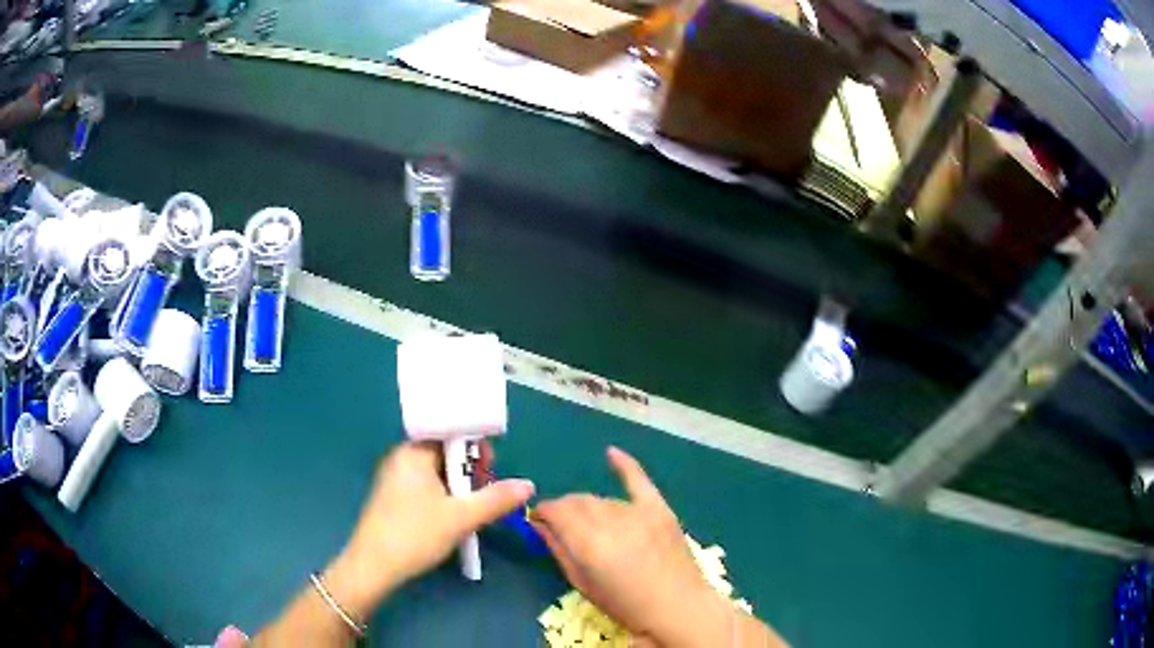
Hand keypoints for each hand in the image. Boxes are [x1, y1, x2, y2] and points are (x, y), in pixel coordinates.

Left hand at [324, 442, 534, 620]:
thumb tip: (529, 485)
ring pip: (436, 473)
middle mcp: (401, 458)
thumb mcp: (461, 518)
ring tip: (472, 509)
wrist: (373, 567)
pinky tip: (451, 517)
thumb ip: (496, 499)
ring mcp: (394, 478)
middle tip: (485, 493)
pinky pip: (425, 486)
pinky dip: (443, 496)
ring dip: (458, 487)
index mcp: (414, 452)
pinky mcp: (393, 498)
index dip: (475, 448)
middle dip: (469, 471)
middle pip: (444, 453)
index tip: (491, 469)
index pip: (450, 434)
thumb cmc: (415, 534)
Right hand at [533, 447, 734, 647]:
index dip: (543, 512)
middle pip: (578, 501)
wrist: (680, 609)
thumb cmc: (627, 606)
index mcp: (589, 542)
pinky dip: (625, 465)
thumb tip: (538, 526)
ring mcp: (638, 512)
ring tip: (589, 525)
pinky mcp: (660, 509)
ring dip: (589, 507)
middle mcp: (612, 520)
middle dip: (564, 510)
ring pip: (602, 499)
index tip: (537, 520)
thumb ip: (559, 551)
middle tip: (560, 526)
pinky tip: (611, 453)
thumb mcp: (584, 585)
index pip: (556, 511)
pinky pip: (639, 481)